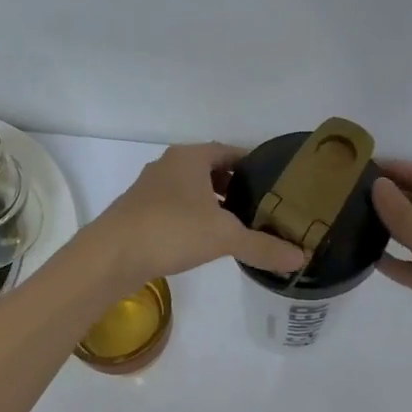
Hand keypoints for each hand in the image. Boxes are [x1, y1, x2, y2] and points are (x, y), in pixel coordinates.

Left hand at [89, 143, 306, 289]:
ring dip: (214, 203)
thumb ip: (263, 246)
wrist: (110, 256)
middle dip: (236, 186)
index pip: (231, 151)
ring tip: (239, 225)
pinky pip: (177, 207)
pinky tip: (206, 240)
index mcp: (190, 157)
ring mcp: (150, 189)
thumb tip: (302, 259)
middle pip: (211, 169)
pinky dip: (195, 217)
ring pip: (192, 190)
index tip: (276, 183)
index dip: (254, 165)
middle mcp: (169, 165)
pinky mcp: (140, 212)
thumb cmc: (171, 231)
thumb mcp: (224, 237)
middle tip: (263, 206)